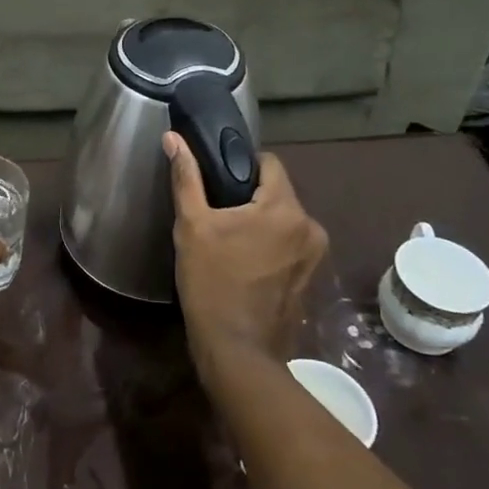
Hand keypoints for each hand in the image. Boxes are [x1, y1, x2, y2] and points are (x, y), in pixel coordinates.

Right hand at [165, 131, 327, 380]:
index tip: (217, 178)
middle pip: (277, 192)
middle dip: (249, 195)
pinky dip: (270, 244)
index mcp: (284, 208)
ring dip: (261, 221)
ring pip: (284, 219)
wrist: (237, 349)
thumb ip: (186, 178)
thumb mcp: (192, 225)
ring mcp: (314, 255)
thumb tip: (174, 138)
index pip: (269, 163)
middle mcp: (310, 226)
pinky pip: (289, 243)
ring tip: (229, 237)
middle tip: (216, 211)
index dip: (242, 163)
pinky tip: (244, 260)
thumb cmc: (211, 281)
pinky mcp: (311, 277)